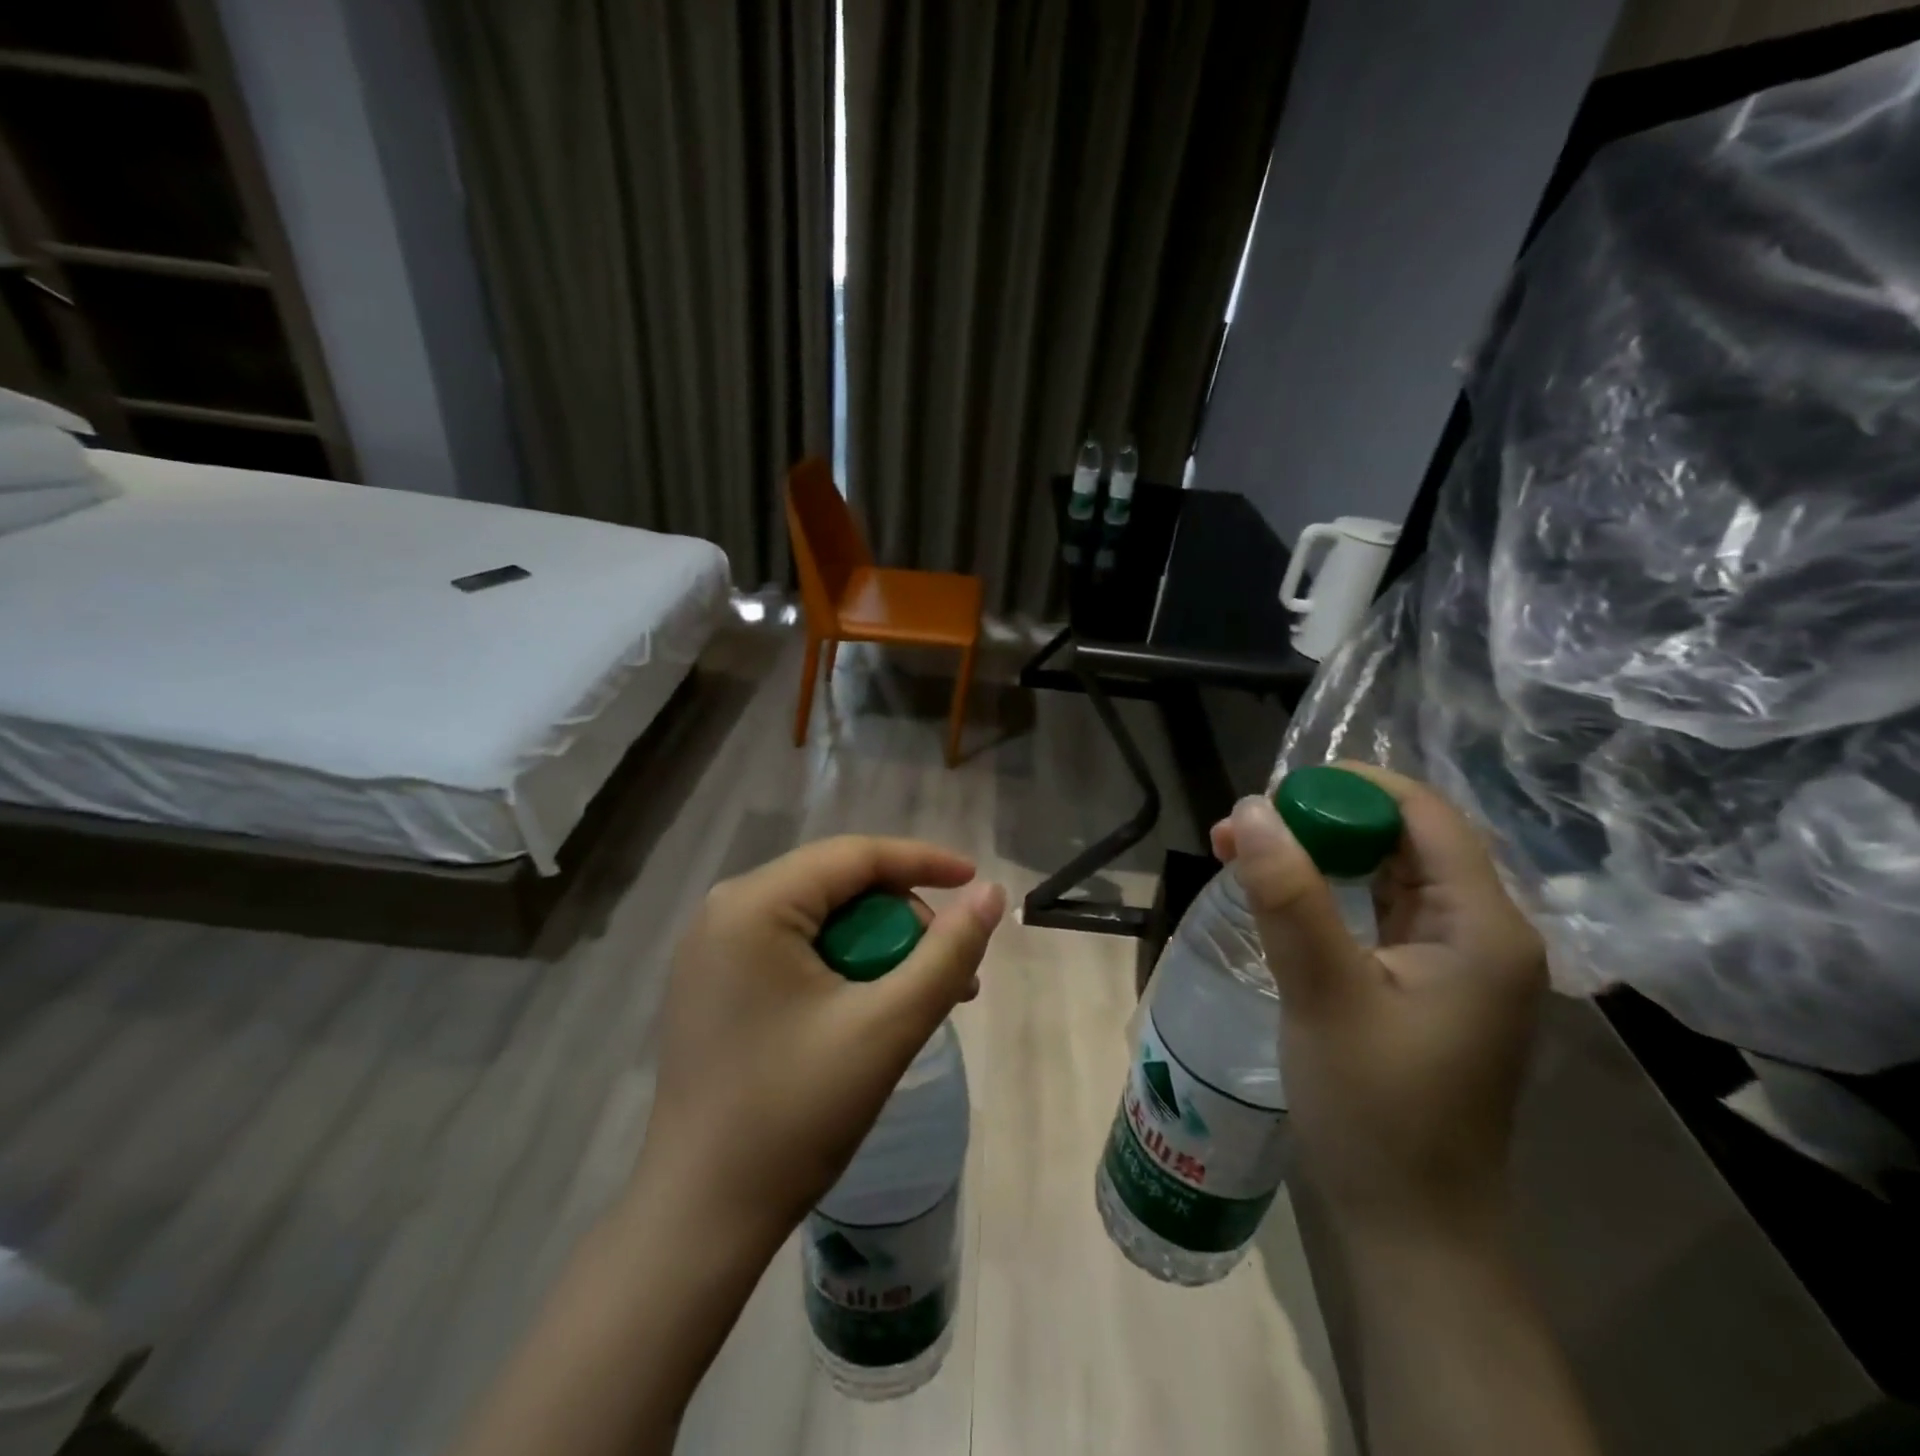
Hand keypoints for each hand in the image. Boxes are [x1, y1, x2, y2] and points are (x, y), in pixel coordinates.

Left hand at [630, 836, 1005, 1248]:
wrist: (701, 1219)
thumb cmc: (795, 1114)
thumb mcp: (887, 1027)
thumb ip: (948, 953)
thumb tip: (992, 894)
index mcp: (753, 904)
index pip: (855, 856)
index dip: (924, 861)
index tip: (978, 882)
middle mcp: (724, 910)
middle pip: (838, 886)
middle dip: (903, 920)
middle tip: (950, 973)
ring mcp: (713, 948)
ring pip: (820, 918)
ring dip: (878, 948)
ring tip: (922, 998)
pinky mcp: (714, 983)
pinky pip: (794, 948)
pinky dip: (843, 967)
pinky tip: (873, 1008)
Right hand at [1212, 765, 1544, 1239]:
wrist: (1411, 1224)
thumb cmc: (1377, 1112)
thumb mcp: (1325, 994)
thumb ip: (1288, 897)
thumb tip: (1251, 808)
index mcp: (1483, 927)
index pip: (1426, 816)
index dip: (1353, 787)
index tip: (1276, 789)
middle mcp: (1480, 932)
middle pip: (1404, 840)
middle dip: (1323, 820)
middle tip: (1244, 824)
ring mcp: (1452, 961)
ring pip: (1384, 874)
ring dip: (1317, 853)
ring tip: (1243, 848)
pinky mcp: (1421, 984)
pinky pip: (1374, 912)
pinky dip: (1324, 891)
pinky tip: (1276, 892)